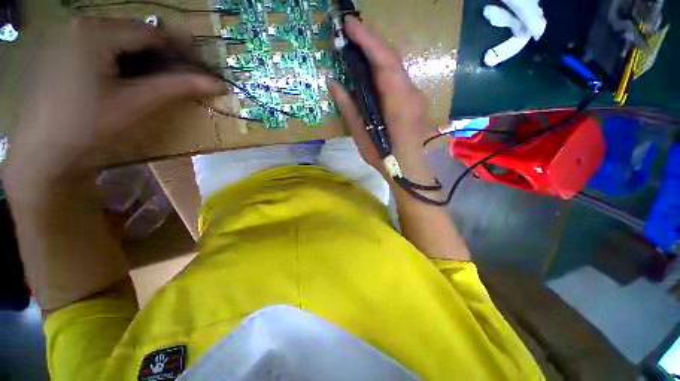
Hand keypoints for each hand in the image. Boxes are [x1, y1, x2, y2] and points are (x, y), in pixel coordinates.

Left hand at [4, 18, 223, 201]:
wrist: (42, 151)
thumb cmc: (87, 125)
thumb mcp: (137, 102)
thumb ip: (178, 87)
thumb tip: (218, 84)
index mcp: (96, 31)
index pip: (153, 34)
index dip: (182, 53)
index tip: (202, 72)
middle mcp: (82, 24)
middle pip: (136, 36)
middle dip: (163, 58)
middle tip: (183, 81)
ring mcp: (70, 37)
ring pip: (122, 43)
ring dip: (145, 61)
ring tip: (158, 84)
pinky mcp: (64, 51)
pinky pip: (105, 49)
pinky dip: (124, 63)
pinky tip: (129, 82)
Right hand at [329, 16, 436, 187]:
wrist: (411, 169)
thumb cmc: (385, 157)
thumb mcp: (363, 135)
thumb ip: (349, 107)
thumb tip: (334, 82)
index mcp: (399, 101)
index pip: (384, 61)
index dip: (367, 39)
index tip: (349, 24)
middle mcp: (411, 92)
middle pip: (392, 57)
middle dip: (371, 40)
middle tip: (349, 31)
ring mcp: (415, 95)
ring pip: (396, 66)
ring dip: (376, 53)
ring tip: (357, 46)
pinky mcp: (414, 100)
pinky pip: (397, 77)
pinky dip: (383, 68)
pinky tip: (371, 68)